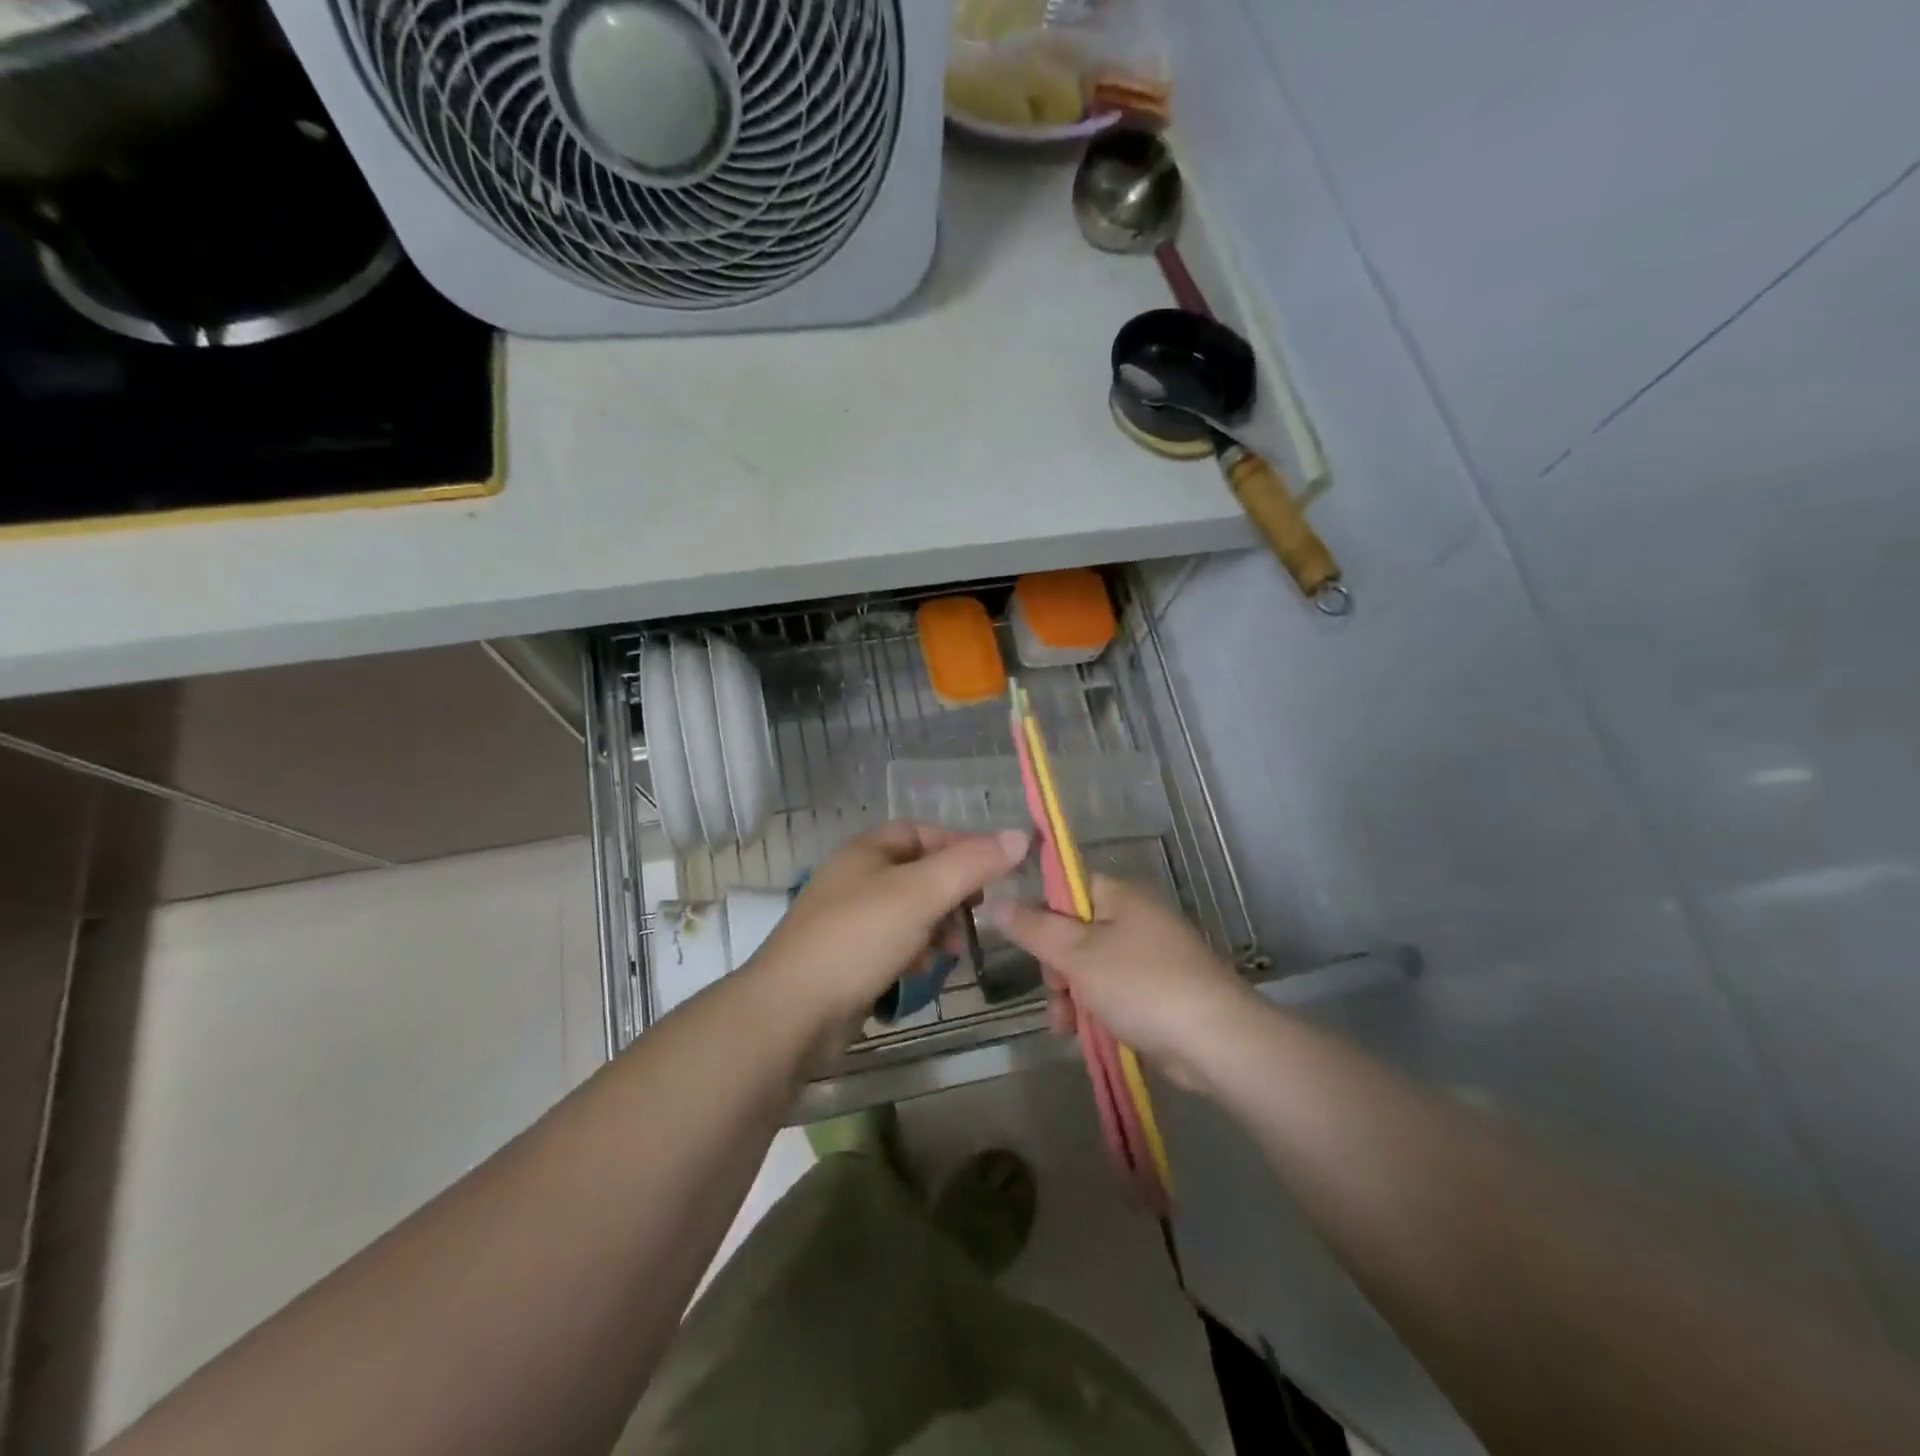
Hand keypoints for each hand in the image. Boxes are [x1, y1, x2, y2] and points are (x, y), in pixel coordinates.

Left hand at [745, 822, 1030, 1044]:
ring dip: (937, 924)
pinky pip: (892, 942)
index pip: (923, 832)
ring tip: (952, 948)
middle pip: (918, 872)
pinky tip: (922, 968)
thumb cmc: (858, 939)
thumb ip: (972, 864)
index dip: (960, 846)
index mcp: (866, 850)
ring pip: (908, 910)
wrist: (791, 1012)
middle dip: (952, 892)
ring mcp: (848, 919)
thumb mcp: (921, 894)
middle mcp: (855, 877)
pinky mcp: (846, 957)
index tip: (993, 873)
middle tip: (976, 916)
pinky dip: (914, 949)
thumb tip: (1021, 835)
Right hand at [991, 875, 1257, 1091]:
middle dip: (1055, 966)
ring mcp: (1149, 956)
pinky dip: (1094, 1010)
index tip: (1024, 943)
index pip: (1065, 886)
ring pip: (1089, 967)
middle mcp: (1134, 918)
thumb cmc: (1141, 985)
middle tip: (1056, 990)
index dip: (1039, 912)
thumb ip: (1033, 928)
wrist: (1216, 1041)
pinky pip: (1111, 991)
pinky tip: (1082, 1035)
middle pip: (1073, 931)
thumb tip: (996, 901)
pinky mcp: (1157, 991)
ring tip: (1065, 1026)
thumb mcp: (1077, 954)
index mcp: (1118, 896)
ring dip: (1070, 996)